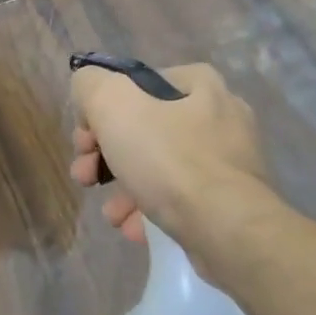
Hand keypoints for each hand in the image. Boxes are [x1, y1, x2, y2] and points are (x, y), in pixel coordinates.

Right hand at [70, 63, 270, 245]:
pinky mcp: (231, 202)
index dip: (100, 111)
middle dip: (105, 156)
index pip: (135, 86)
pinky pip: (180, 199)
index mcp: (199, 86)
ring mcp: (229, 162)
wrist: (227, 228)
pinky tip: (134, 227)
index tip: (84, 141)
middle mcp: (220, 117)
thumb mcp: (113, 105)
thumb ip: (90, 86)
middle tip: (85, 177)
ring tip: (111, 213)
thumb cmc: (169, 159)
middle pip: (145, 129)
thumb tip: (88, 92)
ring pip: (160, 168)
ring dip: (124, 189)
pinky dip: (152, 211)